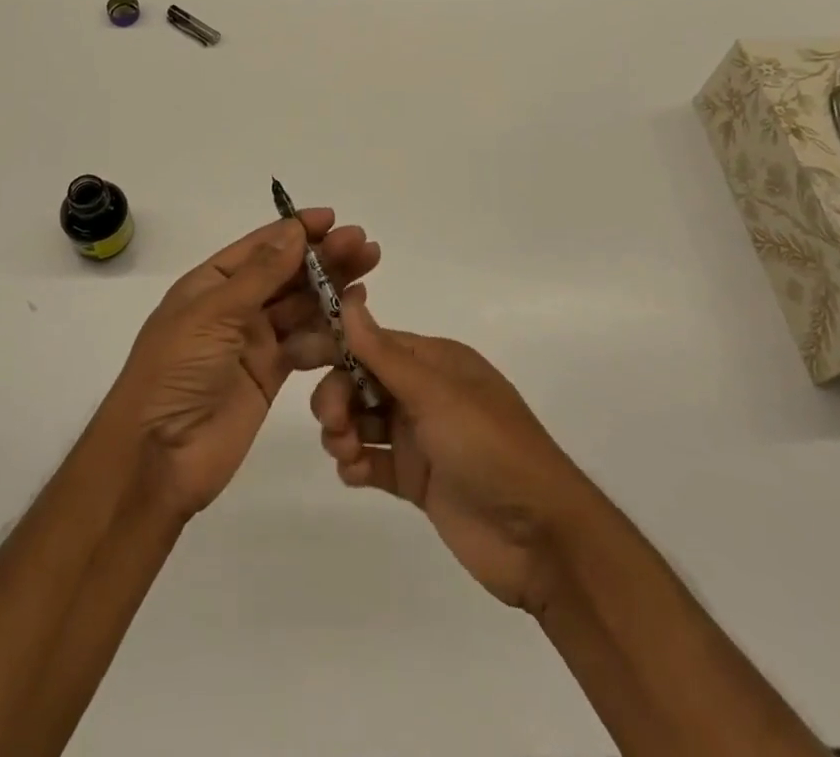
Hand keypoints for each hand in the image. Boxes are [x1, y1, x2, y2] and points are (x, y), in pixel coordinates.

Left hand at [107, 211, 380, 519]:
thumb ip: (259, 274)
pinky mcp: (270, 374)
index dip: (295, 230)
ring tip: (368, 271)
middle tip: (364, 245)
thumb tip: (293, 230)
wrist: (158, 456)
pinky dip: (328, 331)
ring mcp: (253, 341)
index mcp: (211, 284)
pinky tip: (354, 317)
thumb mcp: (213, 314)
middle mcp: (234, 307)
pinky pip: (305, 344)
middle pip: (286, 273)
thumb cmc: (176, 371)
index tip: (332, 218)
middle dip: (323, 257)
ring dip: (332, 289)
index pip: (259, 247)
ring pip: (299, 306)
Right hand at [310, 289, 596, 614]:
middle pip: (360, 380)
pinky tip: (355, 475)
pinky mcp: (417, 480)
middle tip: (333, 422)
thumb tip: (348, 299)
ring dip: (342, 430)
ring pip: (362, 420)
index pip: (372, 342)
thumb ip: (385, 353)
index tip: (298, 357)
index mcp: (434, 361)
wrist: (542, 539)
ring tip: (346, 453)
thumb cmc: (490, 448)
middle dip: (337, 395)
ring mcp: (420, 437)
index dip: (336, 346)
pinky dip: (356, 464)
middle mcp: (424, 393)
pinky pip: (373, 461)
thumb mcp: (437, 394)